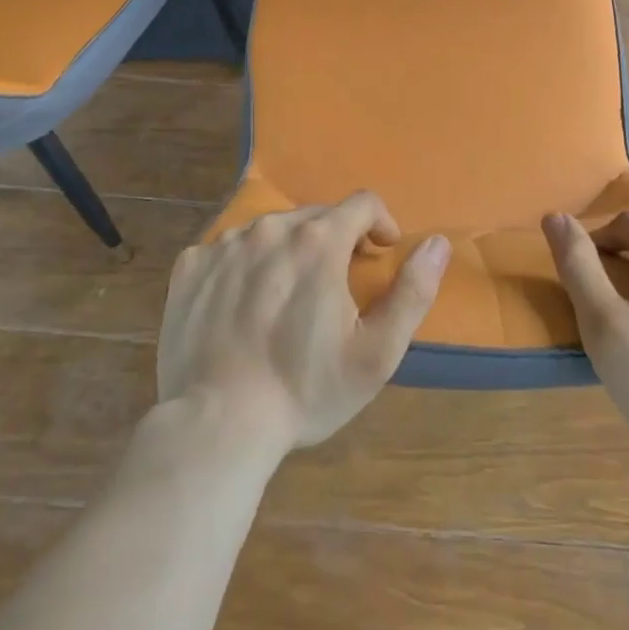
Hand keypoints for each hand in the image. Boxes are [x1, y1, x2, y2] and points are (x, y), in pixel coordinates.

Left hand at [159, 192, 450, 453]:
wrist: (217, 426)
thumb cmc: (305, 390)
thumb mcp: (376, 352)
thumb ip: (413, 291)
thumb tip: (437, 242)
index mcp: (318, 240)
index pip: (362, 203)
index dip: (379, 224)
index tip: (379, 255)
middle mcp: (271, 228)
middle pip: (315, 216)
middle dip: (334, 241)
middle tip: (333, 287)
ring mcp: (225, 244)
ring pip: (270, 230)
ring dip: (288, 251)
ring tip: (285, 299)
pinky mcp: (190, 266)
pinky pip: (227, 249)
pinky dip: (243, 266)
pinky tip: (241, 306)